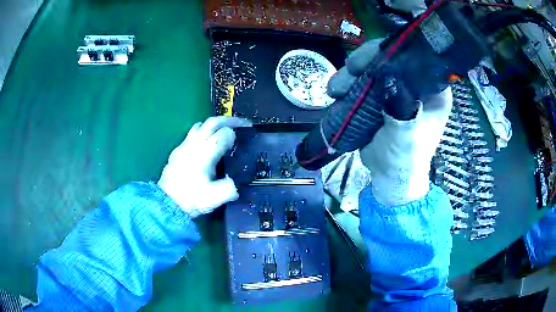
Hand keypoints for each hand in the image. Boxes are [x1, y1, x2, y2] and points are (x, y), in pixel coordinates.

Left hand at [158, 117, 251, 217]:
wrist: (166, 204)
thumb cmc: (191, 200)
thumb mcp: (215, 198)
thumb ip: (231, 188)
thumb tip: (240, 181)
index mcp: (205, 153)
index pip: (224, 133)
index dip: (236, 134)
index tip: (245, 138)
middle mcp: (194, 144)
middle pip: (212, 122)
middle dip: (229, 120)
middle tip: (243, 124)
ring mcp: (184, 145)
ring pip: (201, 125)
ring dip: (215, 124)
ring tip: (225, 131)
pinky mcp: (177, 150)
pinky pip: (192, 133)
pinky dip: (203, 132)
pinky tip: (207, 143)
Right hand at [328, 38, 452, 205]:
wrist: (391, 177)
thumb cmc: (405, 158)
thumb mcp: (407, 135)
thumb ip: (401, 108)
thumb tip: (386, 77)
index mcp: (433, 90)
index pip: (413, 58)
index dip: (389, 53)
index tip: (367, 60)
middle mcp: (417, 85)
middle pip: (390, 59)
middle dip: (365, 63)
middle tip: (347, 71)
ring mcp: (398, 90)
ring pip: (373, 69)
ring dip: (351, 75)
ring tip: (335, 89)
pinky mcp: (382, 97)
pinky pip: (364, 82)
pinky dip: (349, 84)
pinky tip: (337, 93)